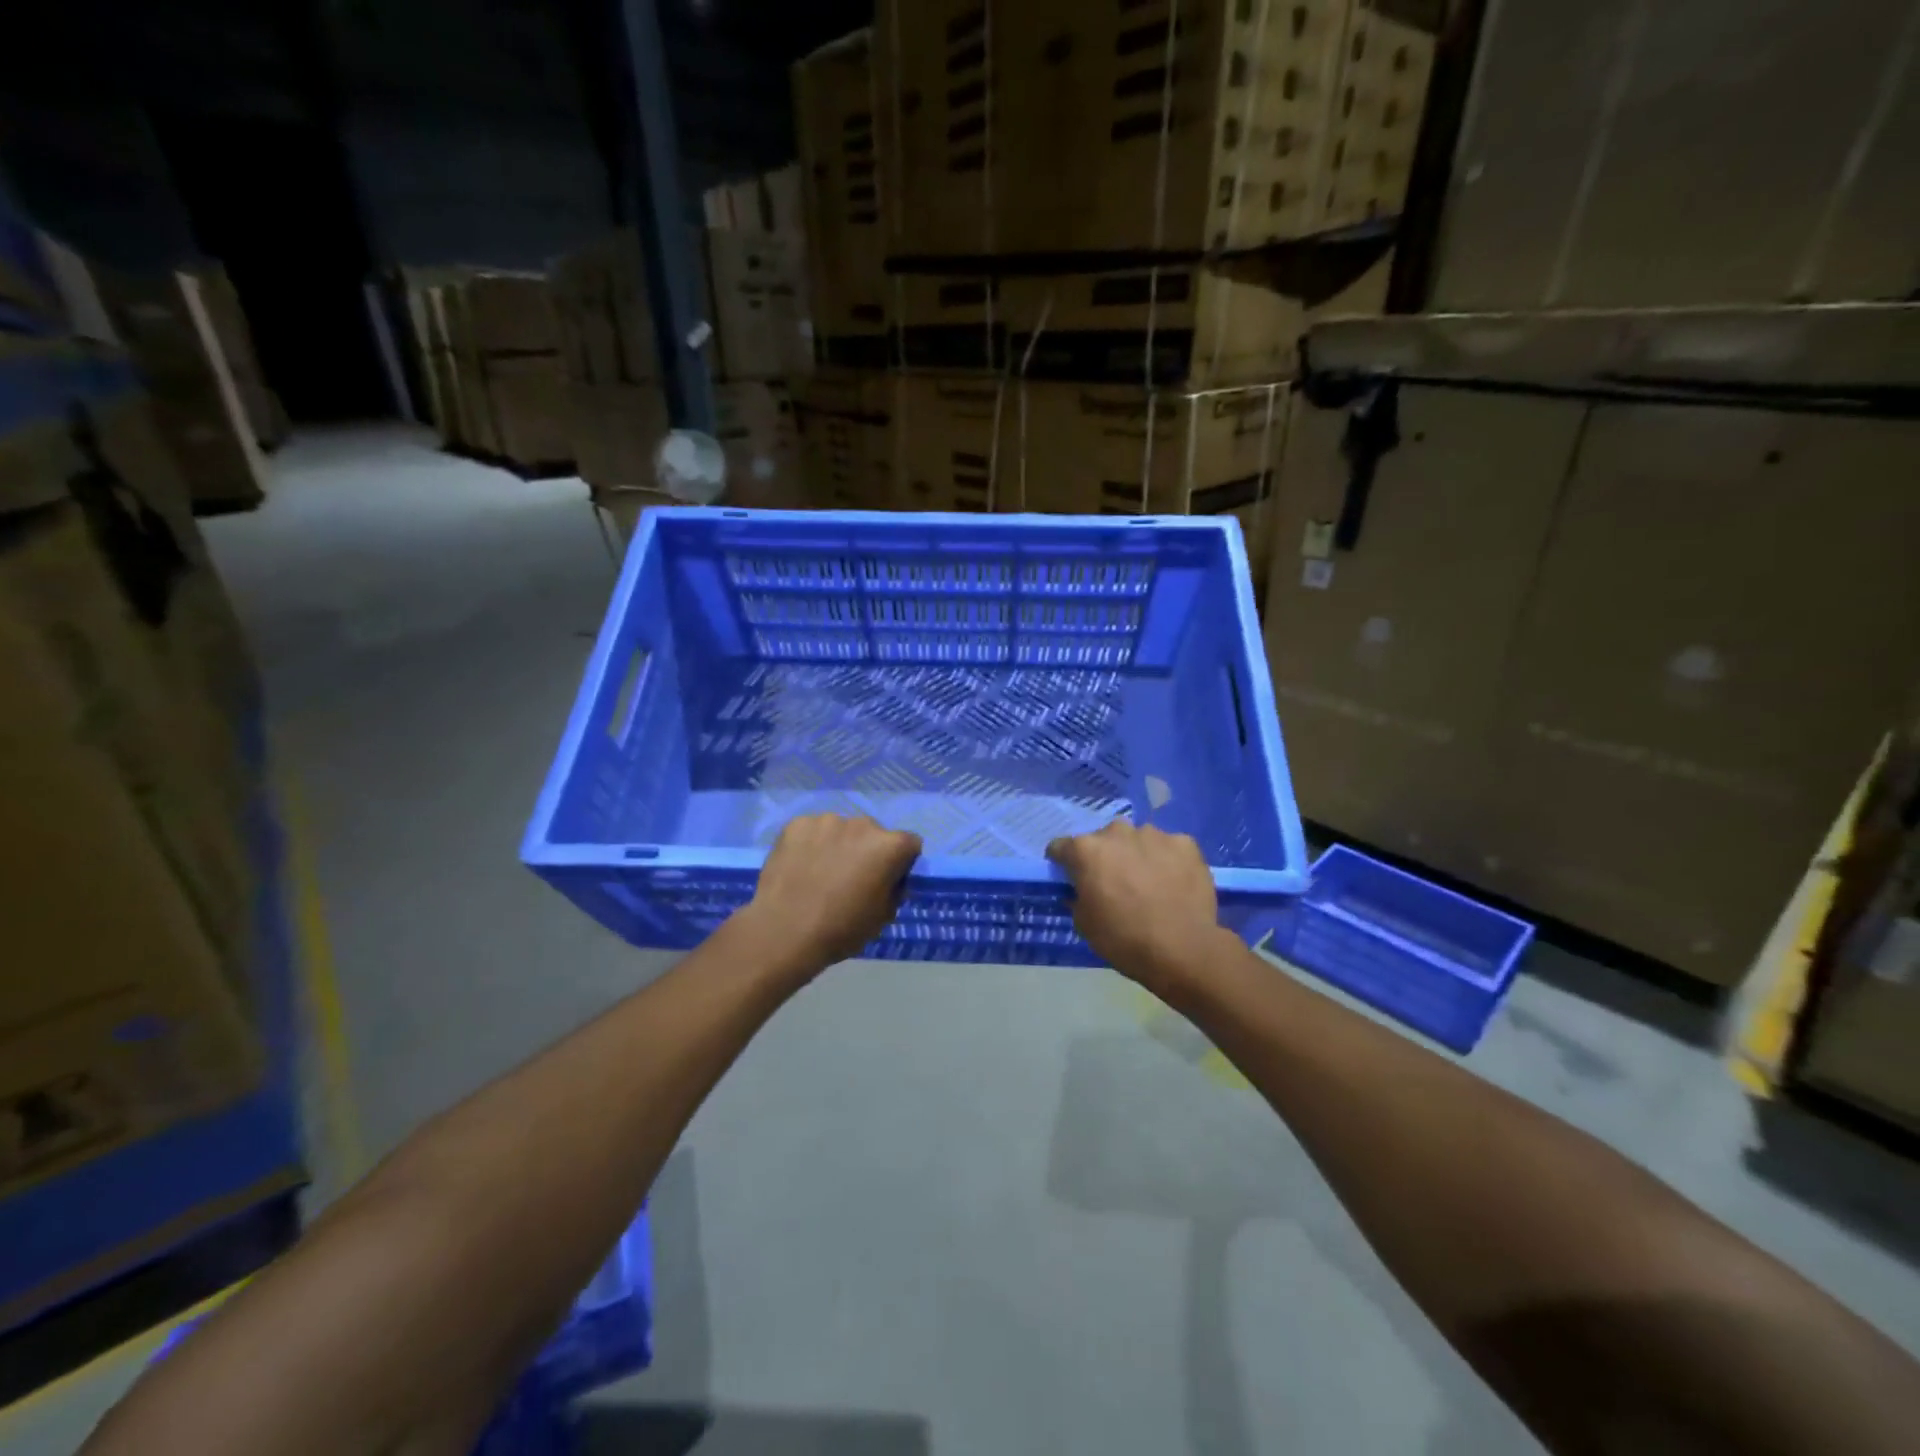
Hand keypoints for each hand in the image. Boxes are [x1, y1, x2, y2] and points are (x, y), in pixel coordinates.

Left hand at [745, 813, 922, 970]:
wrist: (783, 931)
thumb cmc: (841, 929)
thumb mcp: (883, 917)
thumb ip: (894, 889)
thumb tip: (889, 878)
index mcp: (890, 846)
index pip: (909, 844)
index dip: (900, 863)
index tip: (885, 881)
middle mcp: (863, 823)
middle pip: (873, 833)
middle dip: (867, 850)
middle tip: (850, 878)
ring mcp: (827, 820)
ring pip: (841, 830)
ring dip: (838, 845)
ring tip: (820, 873)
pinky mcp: (797, 823)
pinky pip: (812, 831)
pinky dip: (810, 844)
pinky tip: (800, 867)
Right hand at [1046, 820, 1224, 995]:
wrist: (1182, 949)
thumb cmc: (1124, 939)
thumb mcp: (1084, 924)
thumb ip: (1078, 897)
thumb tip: (1082, 890)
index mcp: (1087, 850)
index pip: (1061, 847)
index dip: (1064, 863)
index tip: (1072, 878)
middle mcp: (1117, 832)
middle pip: (1103, 839)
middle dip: (1105, 856)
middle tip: (1115, 882)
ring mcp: (1154, 835)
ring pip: (1138, 839)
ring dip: (1137, 854)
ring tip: (1149, 882)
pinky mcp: (1185, 843)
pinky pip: (1169, 847)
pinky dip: (1168, 860)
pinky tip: (1174, 882)